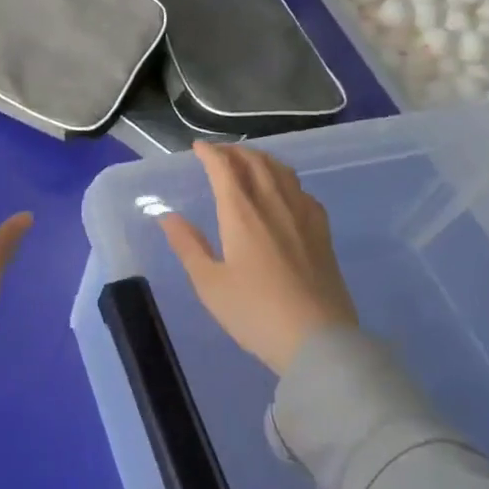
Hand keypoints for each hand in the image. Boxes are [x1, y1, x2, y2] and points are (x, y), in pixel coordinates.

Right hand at [158, 142, 358, 374]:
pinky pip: (302, 190)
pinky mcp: (322, 232)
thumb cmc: (255, 313)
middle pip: (255, 162)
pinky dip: (286, 179)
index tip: (198, 148)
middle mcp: (273, 203)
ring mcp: (302, 215)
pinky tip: (284, 191)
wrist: (318, 341)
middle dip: (234, 151)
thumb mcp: (210, 284)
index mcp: (241, 213)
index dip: (210, 153)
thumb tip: (166, 216)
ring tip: (248, 162)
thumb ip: (188, 245)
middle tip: (219, 153)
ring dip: (261, 159)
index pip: (224, 168)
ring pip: (281, 171)